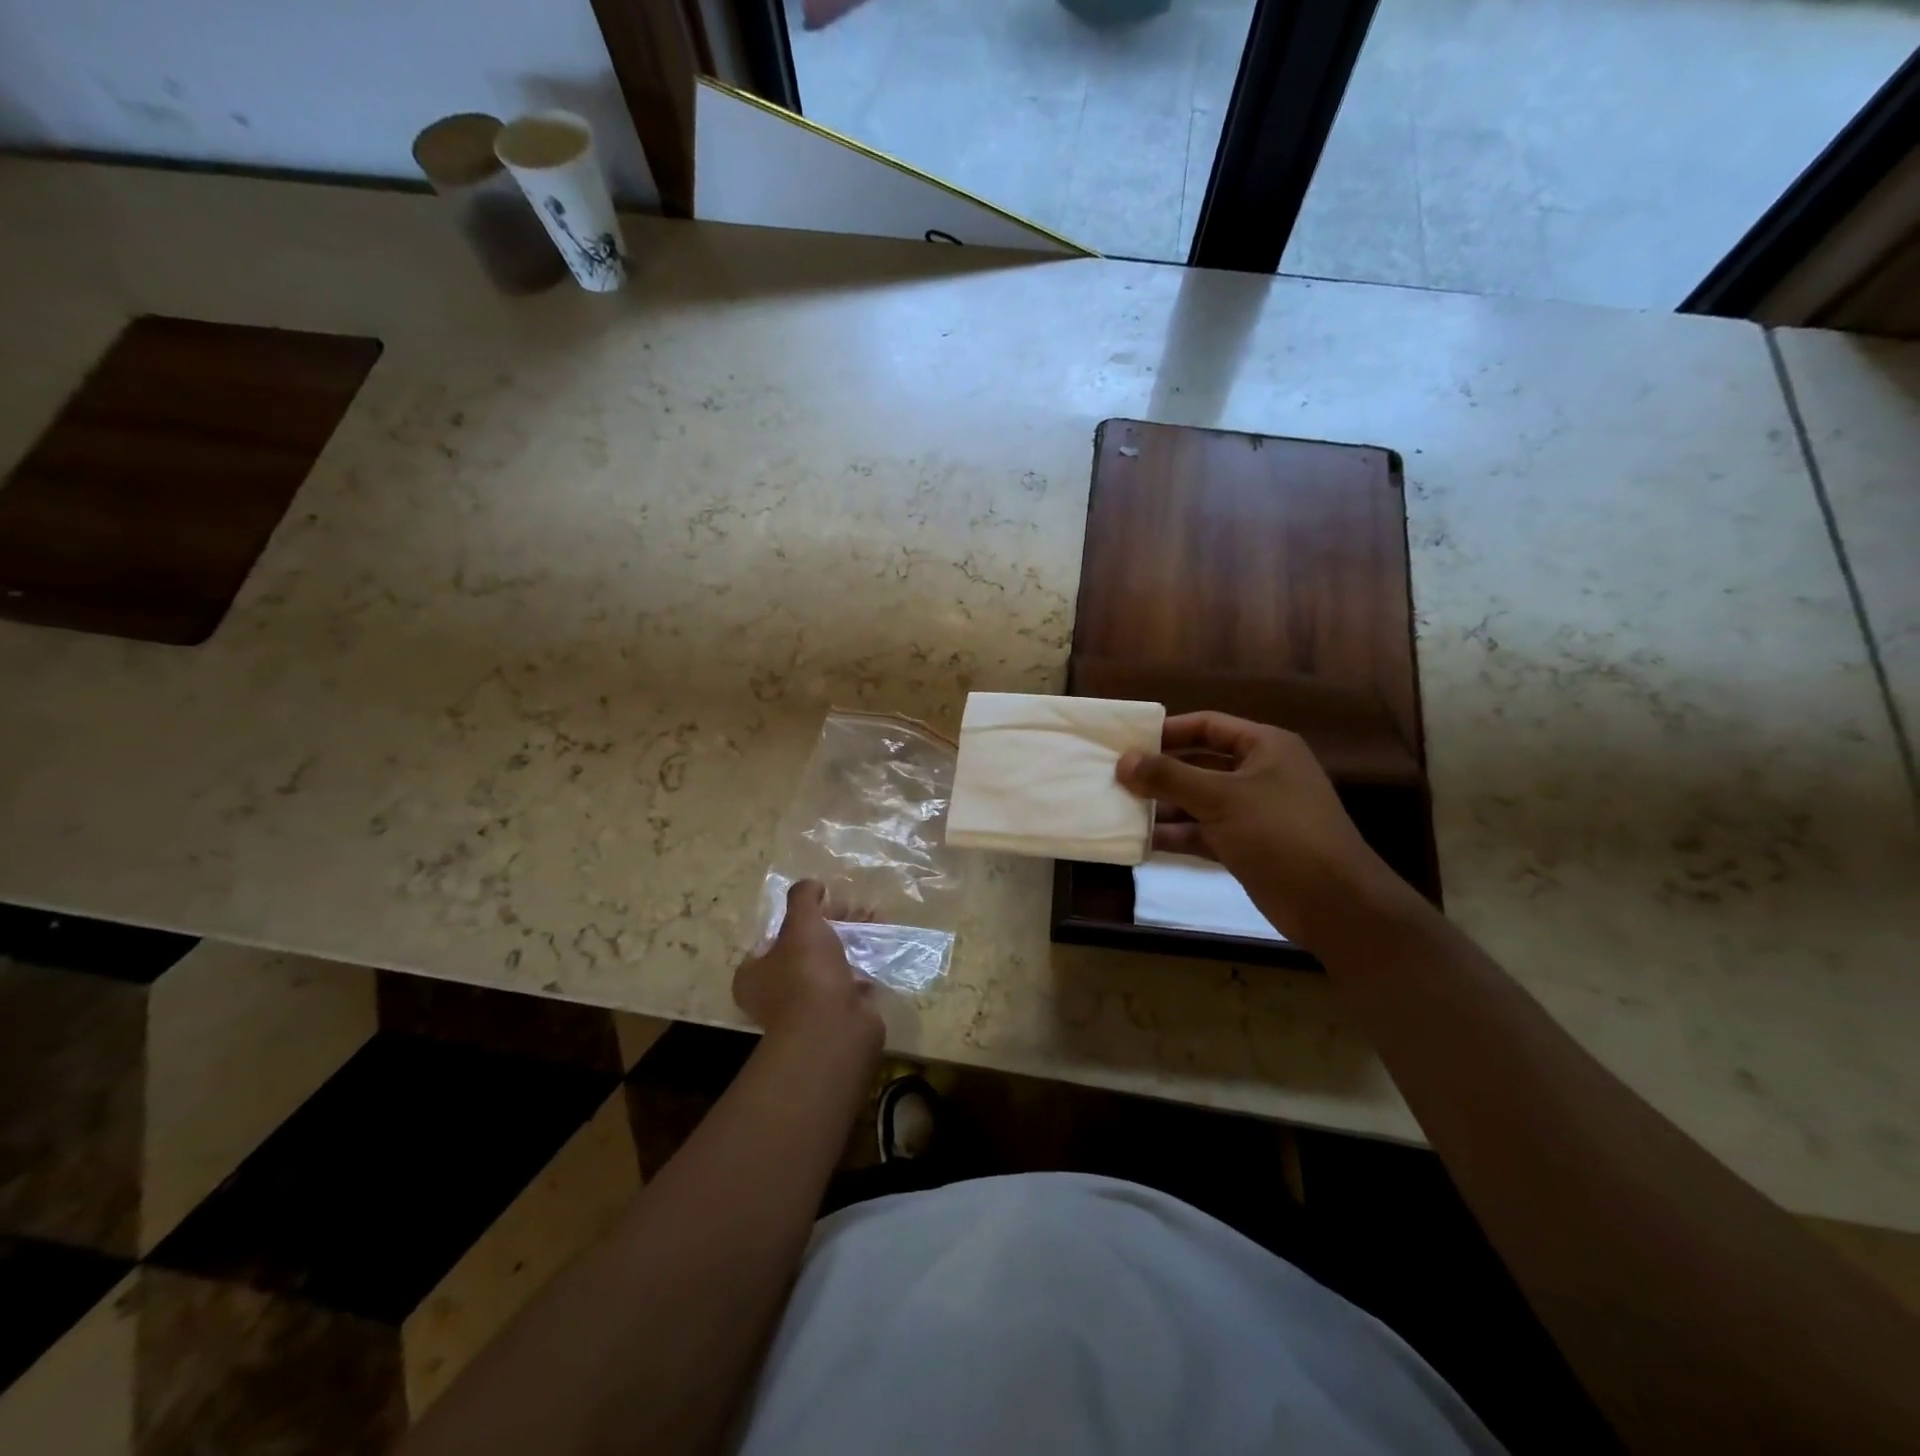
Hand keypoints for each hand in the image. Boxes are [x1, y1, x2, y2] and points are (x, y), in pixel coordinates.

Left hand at [734, 880, 884, 1052]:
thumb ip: (803, 898)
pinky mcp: (836, 1015)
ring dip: (852, 940)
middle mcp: (775, 993)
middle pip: (805, 948)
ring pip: (830, 963)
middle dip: (832, 924)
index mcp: (754, 974)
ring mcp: (807, 1007)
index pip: (772, 938)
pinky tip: (880, 945)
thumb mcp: (801, 923)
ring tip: (874, 918)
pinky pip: (850, 981)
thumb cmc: (807, 973)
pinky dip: (864, 963)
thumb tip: (811, 885)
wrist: (834, 1029)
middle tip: (855, 907)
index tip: (824, 901)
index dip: (798, 917)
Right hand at [1116, 712, 1397, 935]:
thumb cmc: (1279, 833)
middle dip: (1160, 772)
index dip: (1168, 731)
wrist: (1333, 903)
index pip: (1208, 726)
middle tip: (1115, 778)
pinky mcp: (1247, 846)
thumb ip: (1169, 777)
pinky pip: (1204, 832)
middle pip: (1200, 764)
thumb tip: (1124, 760)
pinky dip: (1177, 835)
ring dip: (1164, 806)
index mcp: (1264, 747)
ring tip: (1119, 809)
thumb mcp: (1220, 798)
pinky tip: (1142, 841)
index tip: (1127, 742)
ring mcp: (1254, 812)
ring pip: (1199, 801)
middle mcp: (1260, 774)